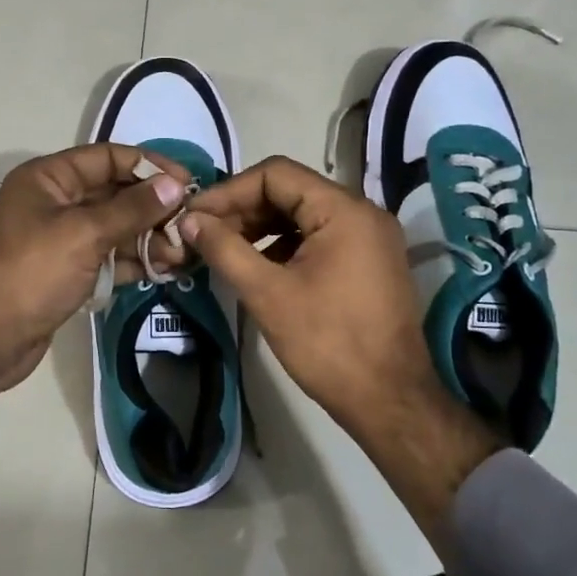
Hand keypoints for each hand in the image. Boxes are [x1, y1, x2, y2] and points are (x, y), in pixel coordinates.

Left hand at [0, 144, 191, 387]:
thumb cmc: (32, 273)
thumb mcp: (85, 234)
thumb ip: (132, 209)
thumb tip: (174, 185)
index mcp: (49, 179)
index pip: (107, 157)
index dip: (148, 166)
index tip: (186, 183)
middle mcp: (54, 202)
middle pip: (114, 193)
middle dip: (152, 208)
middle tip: (189, 225)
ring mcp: (60, 239)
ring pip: (113, 228)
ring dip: (147, 238)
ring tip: (181, 255)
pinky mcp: (66, 272)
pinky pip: (106, 256)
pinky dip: (132, 261)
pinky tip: (162, 270)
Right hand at [181, 157, 503, 540]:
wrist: (388, 400)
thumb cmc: (327, 344)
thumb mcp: (267, 293)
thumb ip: (224, 249)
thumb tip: (188, 220)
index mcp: (344, 210)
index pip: (276, 174)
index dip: (230, 191)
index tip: (195, 216)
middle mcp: (362, 213)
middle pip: (290, 191)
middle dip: (242, 210)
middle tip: (202, 235)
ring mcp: (369, 239)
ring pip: (302, 216)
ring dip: (259, 229)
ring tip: (222, 251)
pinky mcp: (368, 263)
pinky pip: (318, 238)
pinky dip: (283, 247)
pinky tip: (255, 268)